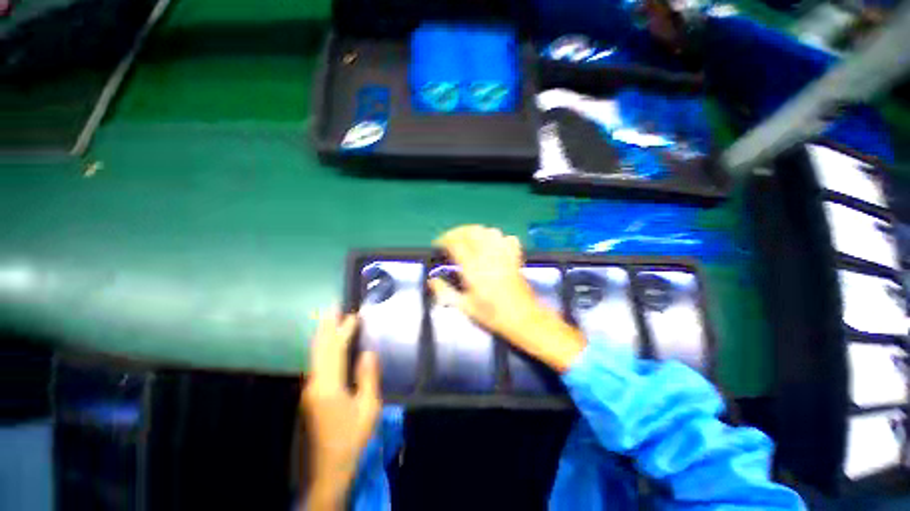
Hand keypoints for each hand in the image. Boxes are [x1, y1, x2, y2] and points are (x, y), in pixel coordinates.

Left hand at [301, 311, 380, 510]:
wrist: (328, 468)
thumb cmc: (352, 437)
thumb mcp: (368, 408)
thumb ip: (368, 377)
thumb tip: (367, 352)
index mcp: (329, 385)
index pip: (335, 350)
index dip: (344, 331)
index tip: (353, 315)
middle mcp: (314, 383)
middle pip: (319, 349)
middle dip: (325, 326)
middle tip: (330, 307)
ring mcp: (310, 390)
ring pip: (314, 356)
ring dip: (322, 335)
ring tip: (327, 319)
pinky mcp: (311, 396)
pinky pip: (316, 364)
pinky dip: (321, 348)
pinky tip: (325, 345)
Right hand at [430, 225, 585, 371]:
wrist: (522, 318)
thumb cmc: (491, 314)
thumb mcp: (464, 307)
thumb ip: (445, 293)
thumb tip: (431, 281)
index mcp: (473, 268)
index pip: (456, 243)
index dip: (444, 239)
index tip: (438, 244)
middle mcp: (488, 256)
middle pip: (472, 231)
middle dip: (458, 231)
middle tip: (451, 239)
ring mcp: (503, 255)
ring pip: (489, 231)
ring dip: (476, 231)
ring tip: (469, 239)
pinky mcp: (514, 257)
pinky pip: (507, 238)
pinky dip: (498, 238)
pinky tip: (492, 244)